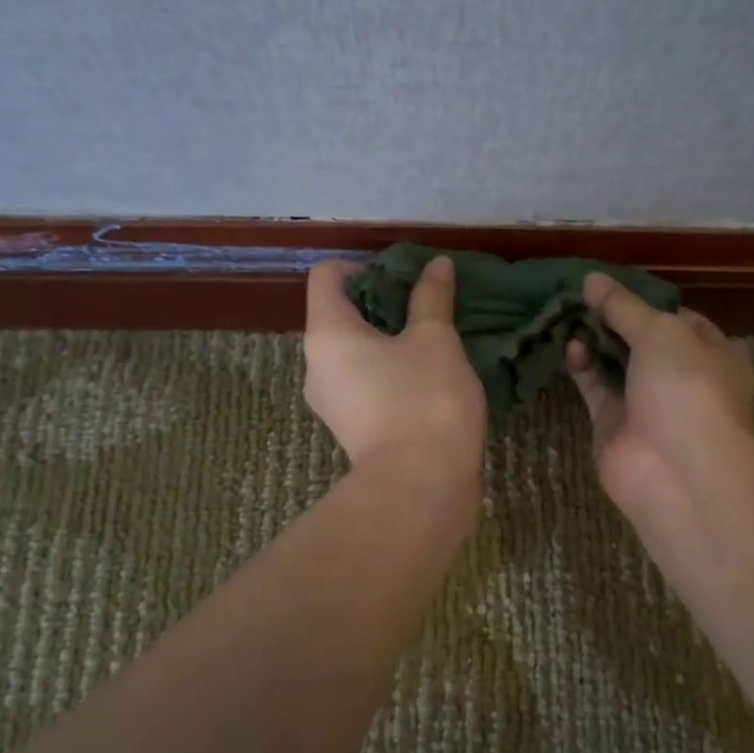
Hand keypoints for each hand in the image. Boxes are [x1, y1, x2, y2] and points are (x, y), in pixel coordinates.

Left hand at [304, 257, 486, 481]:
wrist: (421, 488)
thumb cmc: (424, 401)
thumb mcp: (435, 340)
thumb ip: (432, 297)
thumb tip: (436, 264)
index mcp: (327, 334)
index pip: (326, 276)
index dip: (362, 265)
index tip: (402, 276)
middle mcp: (317, 365)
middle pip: (339, 314)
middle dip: (381, 302)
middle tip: (425, 305)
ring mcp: (332, 402)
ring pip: (354, 352)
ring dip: (388, 339)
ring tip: (431, 340)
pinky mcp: (352, 428)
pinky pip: (365, 382)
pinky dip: (389, 370)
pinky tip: (427, 377)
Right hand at [567, 273, 753, 516]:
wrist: (677, 470)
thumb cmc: (686, 387)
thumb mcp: (660, 332)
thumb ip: (624, 306)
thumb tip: (591, 278)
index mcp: (713, 354)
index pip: (682, 320)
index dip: (650, 301)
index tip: (617, 285)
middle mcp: (683, 379)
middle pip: (645, 342)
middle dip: (616, 320)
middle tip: (582, 296)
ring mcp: (649, 405)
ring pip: (618, 365)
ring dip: (596, 341)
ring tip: (569, 314)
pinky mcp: (616, 426)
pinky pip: (597, 389)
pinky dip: (583, 367)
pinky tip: (570, 346)